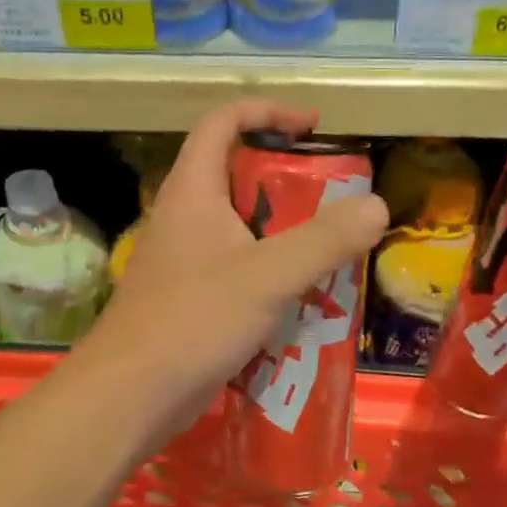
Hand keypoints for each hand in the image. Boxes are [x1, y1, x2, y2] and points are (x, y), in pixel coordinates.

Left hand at [80, 100, 388, 434]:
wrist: (130, 395)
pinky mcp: (187, 299)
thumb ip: (323, 240)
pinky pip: (235, 271)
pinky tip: (298, 300)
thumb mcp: (267, 276)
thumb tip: (377, 205)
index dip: (267, 112)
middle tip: (332, 200)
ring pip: (238, 229)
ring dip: (281, 233)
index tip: (312, 125)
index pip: (223, 122)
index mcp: (193, 191)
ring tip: (327, 251)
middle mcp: (183, 217)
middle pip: (235, 176)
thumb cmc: (193, 321)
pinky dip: (268, 274)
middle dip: (285, 181)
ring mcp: (182, 261)